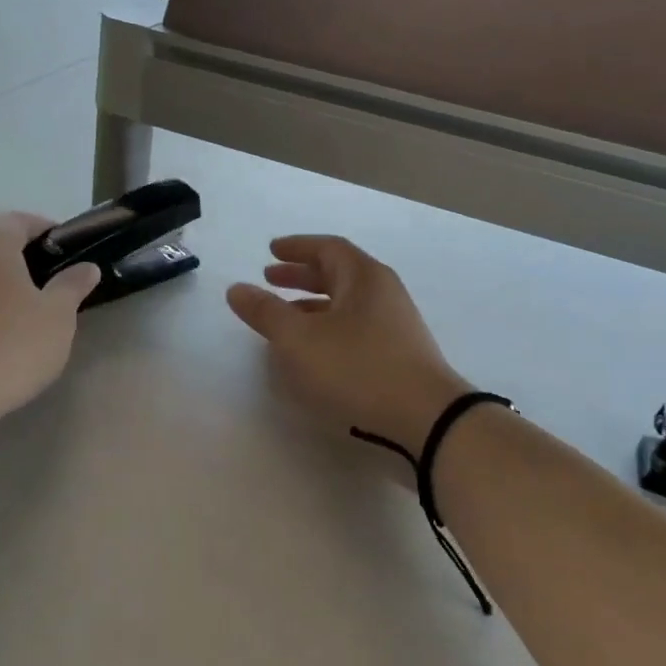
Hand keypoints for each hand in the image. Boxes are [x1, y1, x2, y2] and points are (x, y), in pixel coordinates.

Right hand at [226, 235, 470, 456]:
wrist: (428, 418)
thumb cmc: (359, 368)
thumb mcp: (300, 339)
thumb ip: (266, 312)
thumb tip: (237, 289)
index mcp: (363, 276)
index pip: (328, 248)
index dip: (296, 247)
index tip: (270, 251)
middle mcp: (383, 292)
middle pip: (338, 273)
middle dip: (301, 275)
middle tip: (270, 279)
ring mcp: (395, 323)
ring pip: (346, 303)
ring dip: (313, 304)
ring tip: (284, 317)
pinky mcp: (399, 353)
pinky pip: (356, 326)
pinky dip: (328, 327)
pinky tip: (314, 350)